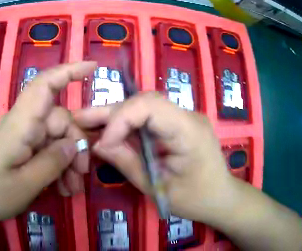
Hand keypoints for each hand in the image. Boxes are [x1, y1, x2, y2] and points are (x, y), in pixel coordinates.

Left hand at [0, 61, 95, 222]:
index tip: (94, 67)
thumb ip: (51, 162)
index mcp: (19, 125)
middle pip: (58, 120)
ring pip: (53, 138)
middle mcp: (20, 124)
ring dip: (66, 162)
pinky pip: (43, 150)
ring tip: (71, 189)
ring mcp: (19, 136)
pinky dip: (55, 167)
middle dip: (75, 146)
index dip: (69, 71)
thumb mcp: (24, 185)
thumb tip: (73, 144)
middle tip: (80, 177)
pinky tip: (60, 187)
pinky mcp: (17, 148)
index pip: (44, 86)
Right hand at [74, 93, 233, 221]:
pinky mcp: (179, 125)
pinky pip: (150, 119)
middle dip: (110, 112)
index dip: (120, 119)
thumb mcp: (158, 187)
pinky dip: (129, 125)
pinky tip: (111, 131)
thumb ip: (128, 163)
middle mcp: (188, 115)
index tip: (102, 143)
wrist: (221, 197)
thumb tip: (98, 145)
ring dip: (116, 116)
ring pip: (144, 108)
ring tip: (88, 123)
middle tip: (80, 119)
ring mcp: (184, 118)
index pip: (149, 106)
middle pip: (144, 102)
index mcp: (189, 130)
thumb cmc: (196, 198)